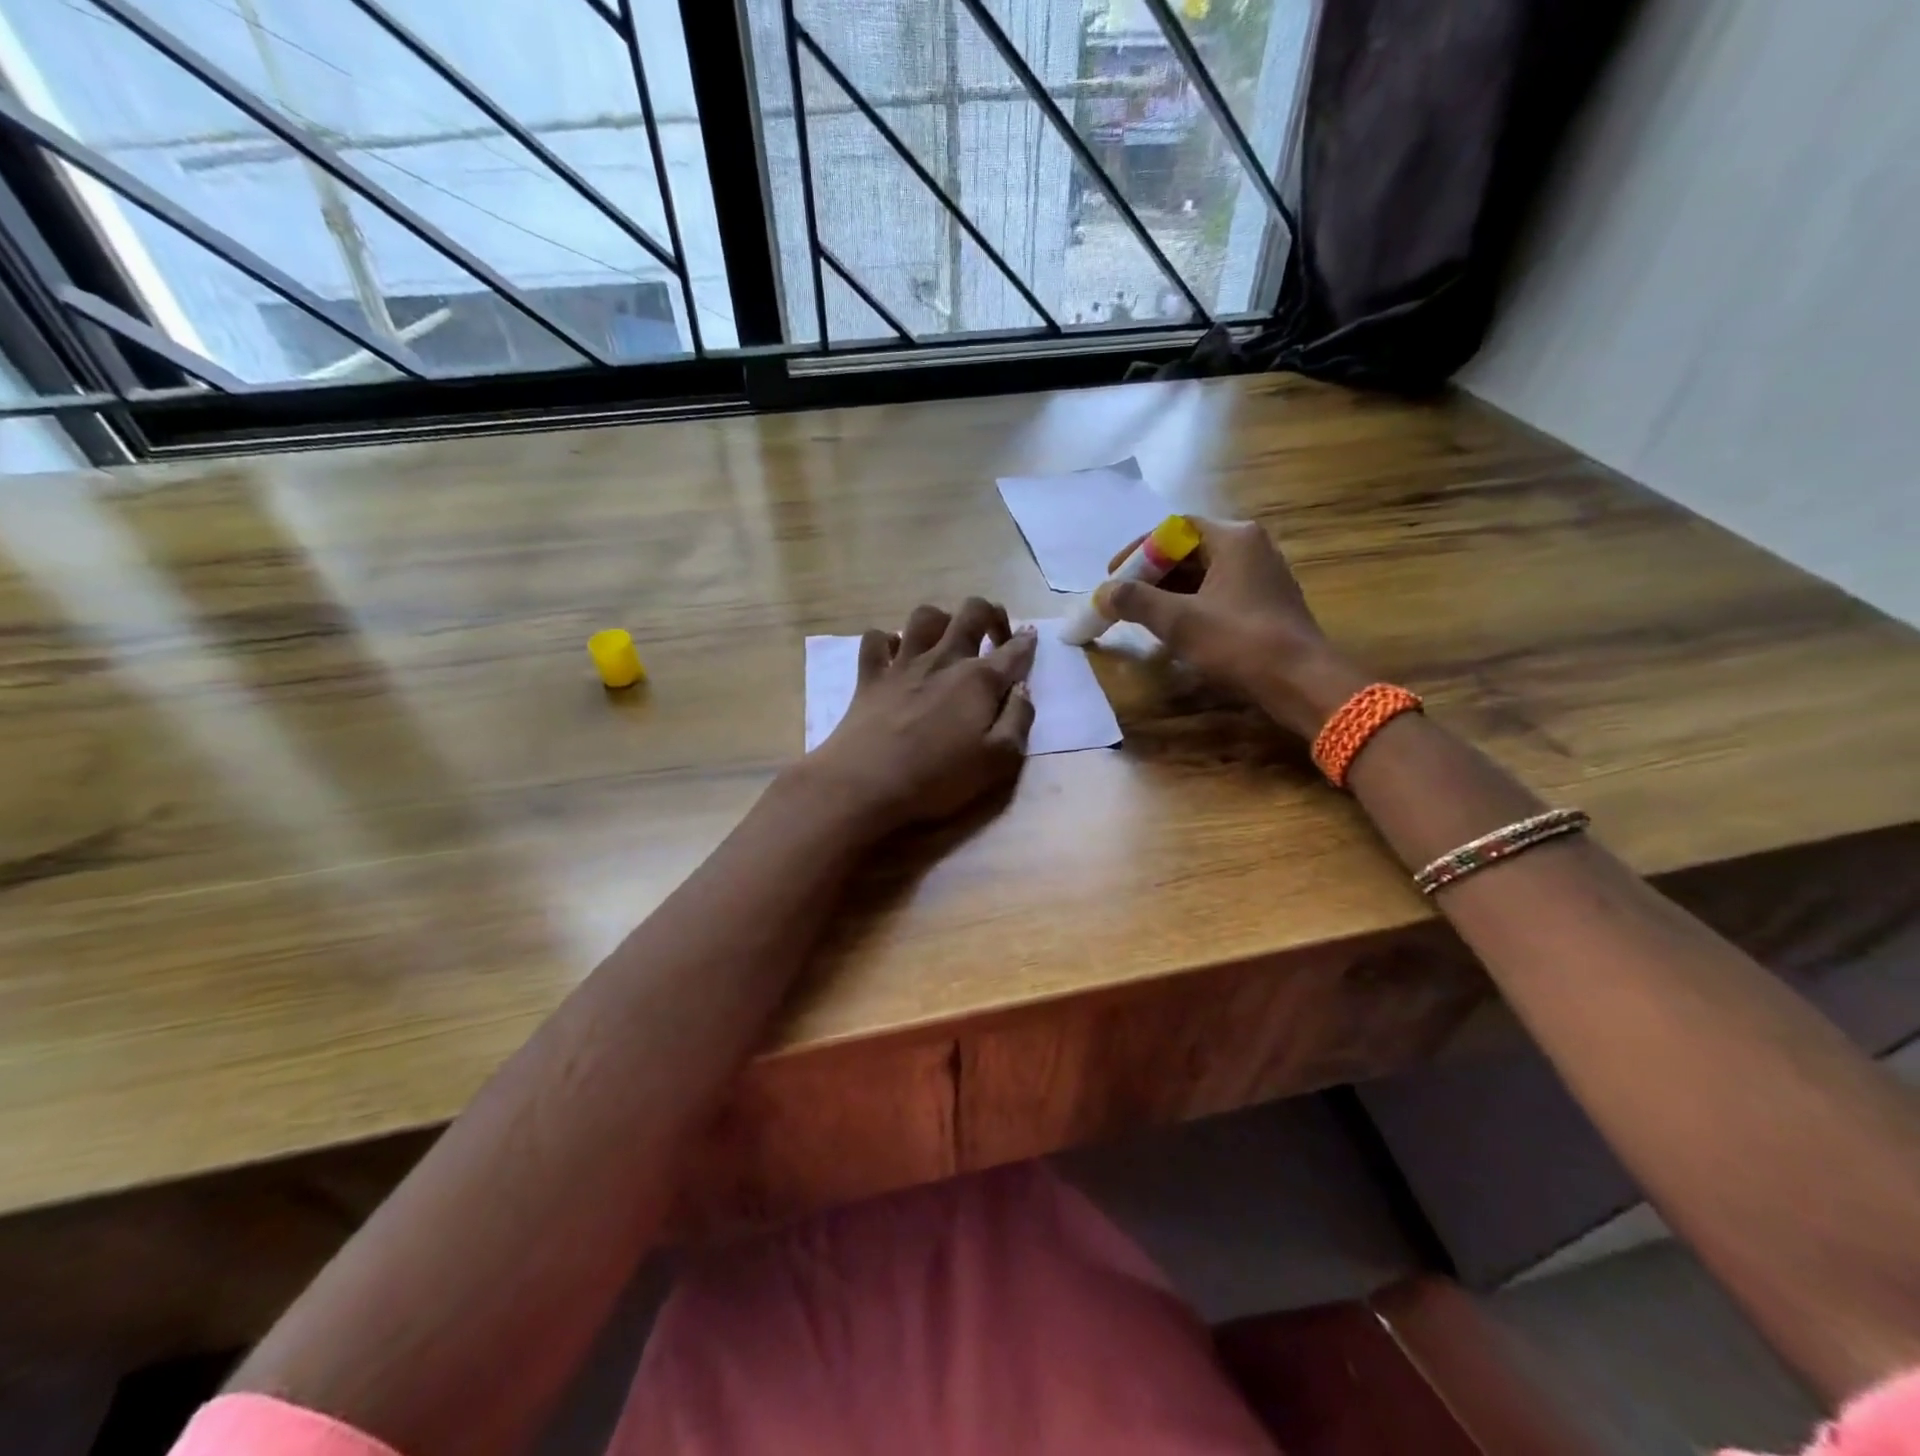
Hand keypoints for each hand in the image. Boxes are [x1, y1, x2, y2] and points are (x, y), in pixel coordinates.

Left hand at [803, 598, 1037, 834]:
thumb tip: (1022, 689)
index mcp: (979, 679)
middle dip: (991, 614)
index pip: (1014, 649)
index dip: (1028, 641)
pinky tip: (896, 656)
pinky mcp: (869, 675)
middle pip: (972, 611)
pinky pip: (877, 639)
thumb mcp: (998, 761)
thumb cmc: (937, 778)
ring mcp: (903, 663)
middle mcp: (943, 659)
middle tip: (994, 637)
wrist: (865, 783)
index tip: (1032, 639)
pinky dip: (888, 641)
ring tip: (946, 641)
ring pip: (925, 616)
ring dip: (942, 621)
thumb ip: (1018, 720)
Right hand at [1096, 518, 1365, 737]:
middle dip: (1151, 574)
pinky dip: (1191, 604)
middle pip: (1189, 550)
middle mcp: (1251, 547)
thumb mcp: (1179, 621)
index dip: (1138, 550)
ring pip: (1203, 573)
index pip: (1174, 528)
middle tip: (1123, 598)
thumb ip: (1136, 601)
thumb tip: (1102, 593)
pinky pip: (1218, 592)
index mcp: (1234, 538)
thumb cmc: (1239, 642)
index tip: (1114, 576)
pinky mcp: (1265, 602)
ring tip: (1142, 615)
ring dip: (1169, 591)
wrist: (1300, 680)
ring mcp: (1262, 575)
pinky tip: (1175, 629)